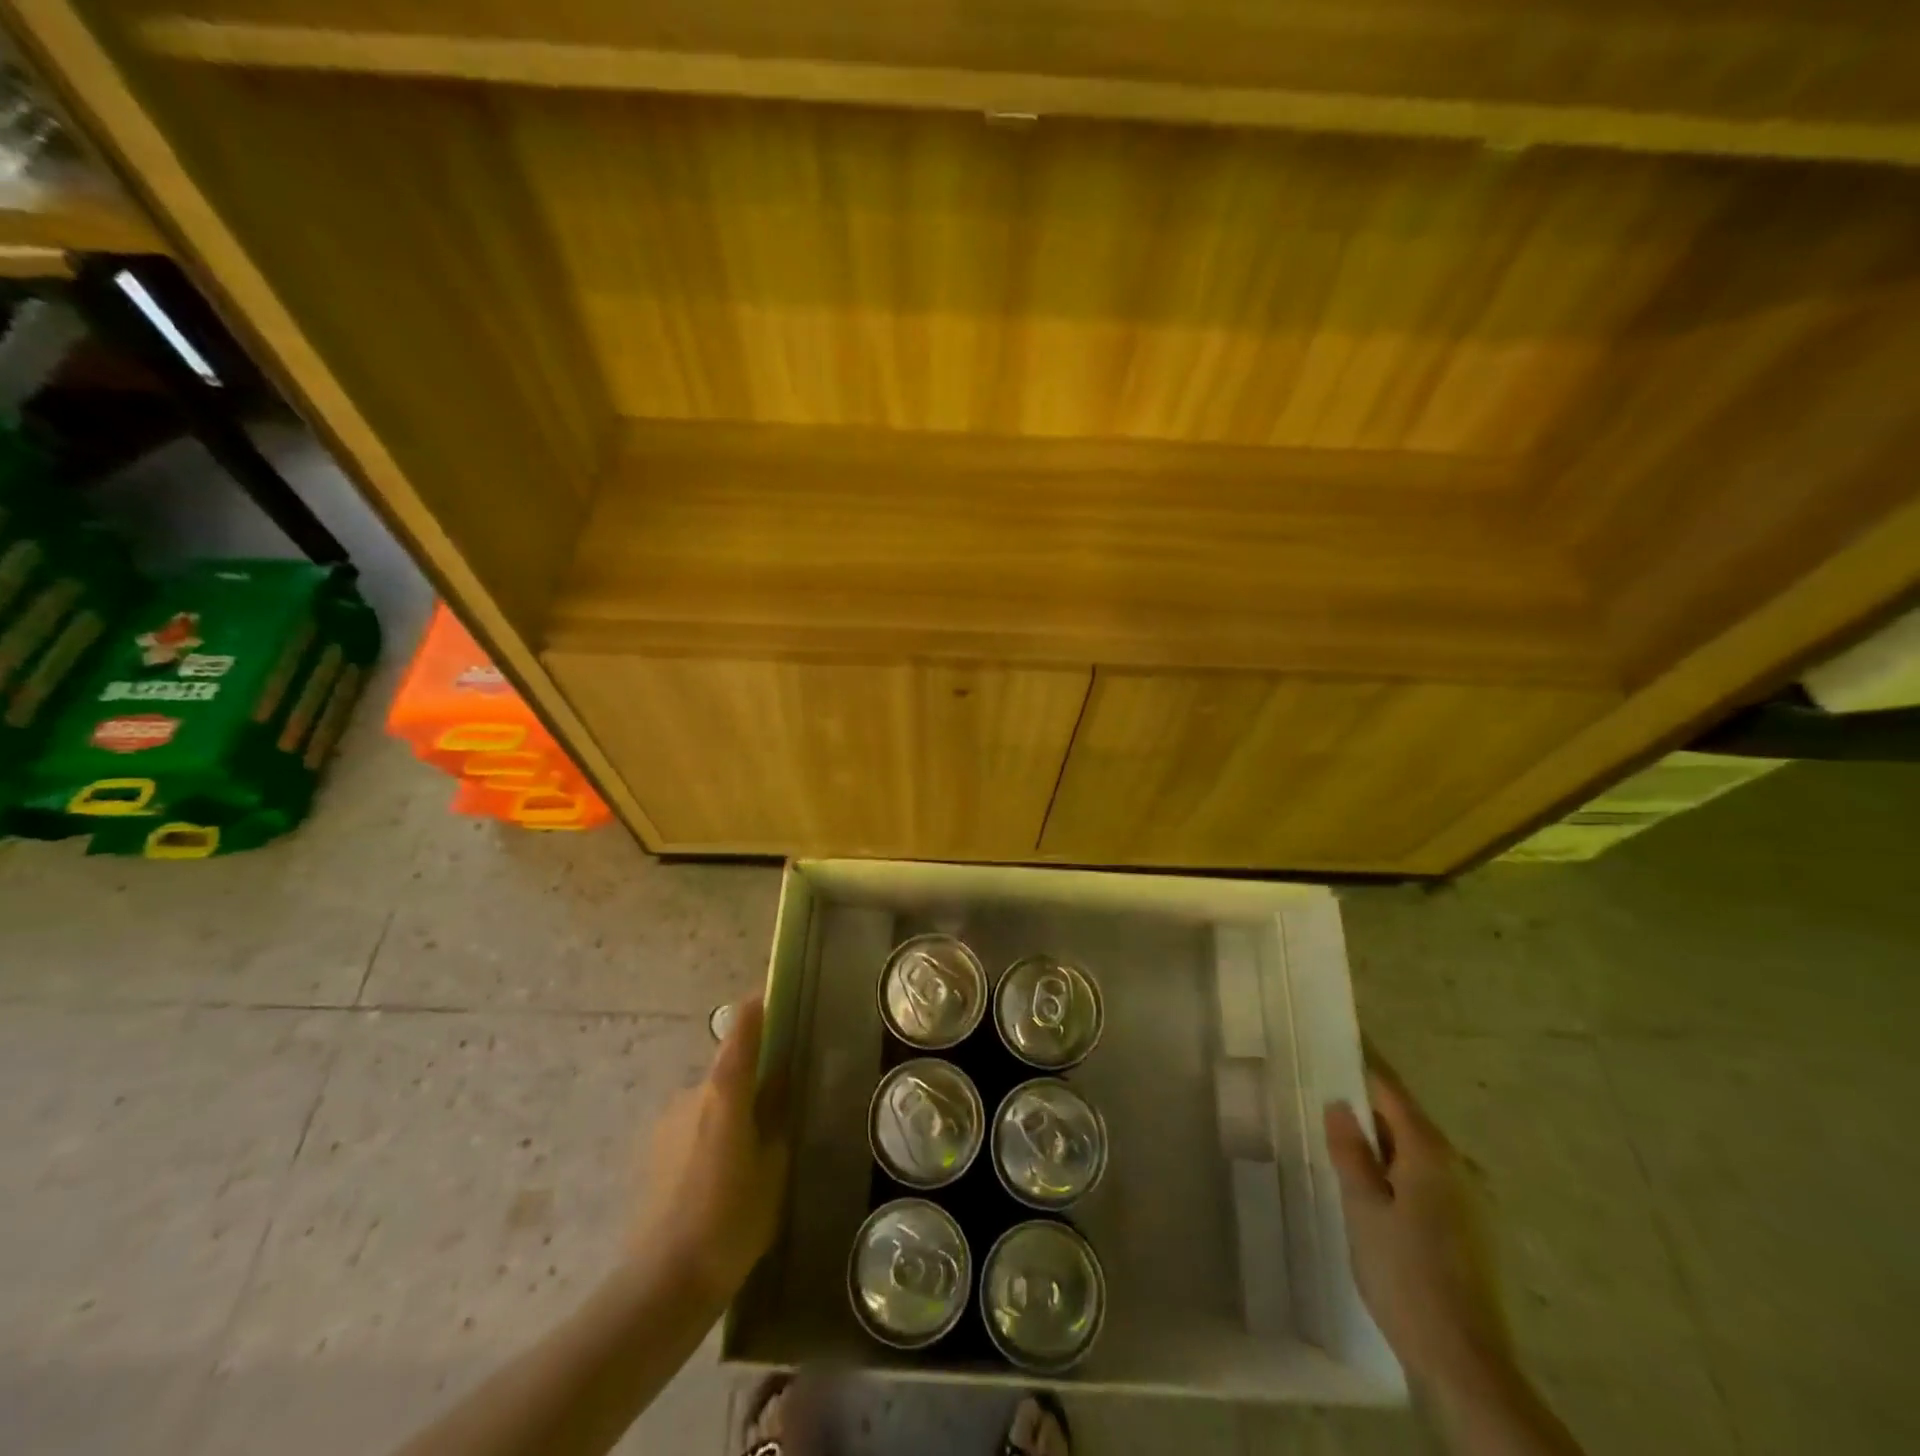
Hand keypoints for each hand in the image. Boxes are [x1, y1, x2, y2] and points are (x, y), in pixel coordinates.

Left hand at [635, 996, 789, 1299]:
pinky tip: (721, 1178)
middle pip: (727, 1067)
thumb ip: (777, 1113)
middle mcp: (691, 1093)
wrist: (663, 1284)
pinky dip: (710, 1136)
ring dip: (730, 1112)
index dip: (759, 1005)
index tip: (777, 993)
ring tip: (751, 1155)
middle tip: (779, 1106)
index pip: (742, 1026)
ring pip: (710, 1100)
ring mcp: (667, 1121)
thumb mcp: (773, 1166)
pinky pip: (692, 1126)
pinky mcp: (652, 1149)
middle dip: (752, 1077)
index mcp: (724, 1090)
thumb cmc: (732, 1221)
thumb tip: (782, 1076)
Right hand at [1324, 1053, 1511, 1393]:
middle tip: (1323, 1095)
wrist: (1465, 1363)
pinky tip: (1373, 1190)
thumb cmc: (1405, 1274)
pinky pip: (1427, 1180)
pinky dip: (1398, 1172)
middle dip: (1367, 1107)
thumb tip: (1340, 1104)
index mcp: (1431, 1153)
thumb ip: (1350, 1151)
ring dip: (1381, 1143)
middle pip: (1405, 1119)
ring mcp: (1472, 1200)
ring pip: (1415, 1152)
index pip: (1391, 1090)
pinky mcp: (1472, 1230)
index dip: (1362, 1063)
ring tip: (1340, 1142)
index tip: (1335, 1039)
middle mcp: (1459, 1166)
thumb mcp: (1362, 1207)